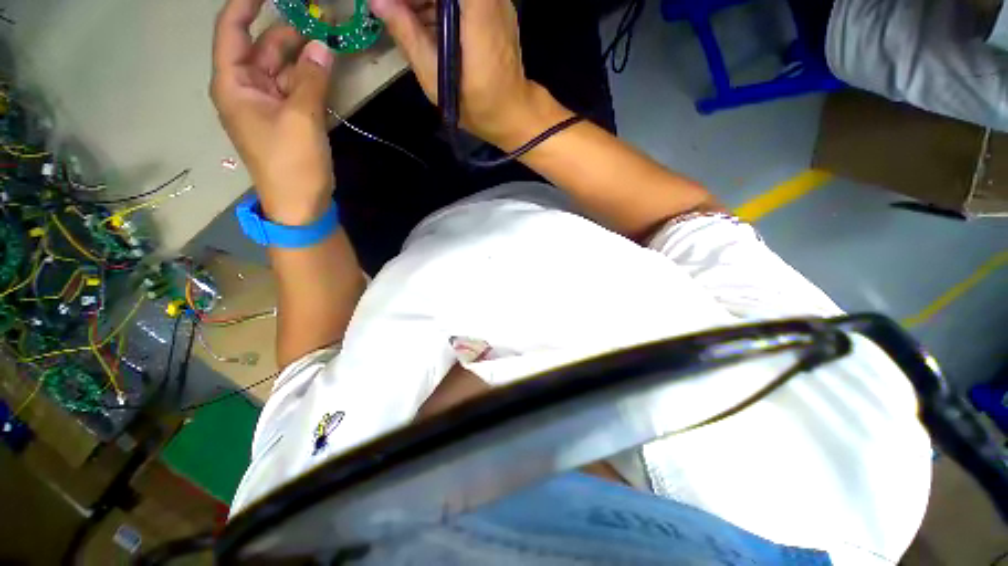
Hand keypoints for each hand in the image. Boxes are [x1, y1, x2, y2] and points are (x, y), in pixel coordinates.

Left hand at [211, 0, 335, 225]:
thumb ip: (312, 79)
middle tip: (319, 16)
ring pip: (283, 66)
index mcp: (234, 83)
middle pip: (262, 46)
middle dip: (288, 30)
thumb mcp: (302, 119)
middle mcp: (246, 87)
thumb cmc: (292, 164)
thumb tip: (322, 46)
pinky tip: (327, 67)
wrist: (300, 204)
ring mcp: (268, 103)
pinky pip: (296, 86)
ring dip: (304, 53)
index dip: (246, 3)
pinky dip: (310, 76)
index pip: (232, 30)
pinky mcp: (287, 117)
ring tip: (330, 38)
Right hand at [369, 0, 570, 149]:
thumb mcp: (435, 76)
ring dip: (425, 1)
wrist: (513, 114)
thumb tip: (378, 1)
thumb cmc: (476, 104)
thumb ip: (407, 34)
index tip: (391, 4)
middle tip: (393, 11)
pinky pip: (463, 0)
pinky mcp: (495, 8)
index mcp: (476, 10)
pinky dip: (440, 6)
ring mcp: (496, 0)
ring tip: (406, 20)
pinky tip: (426, 24)